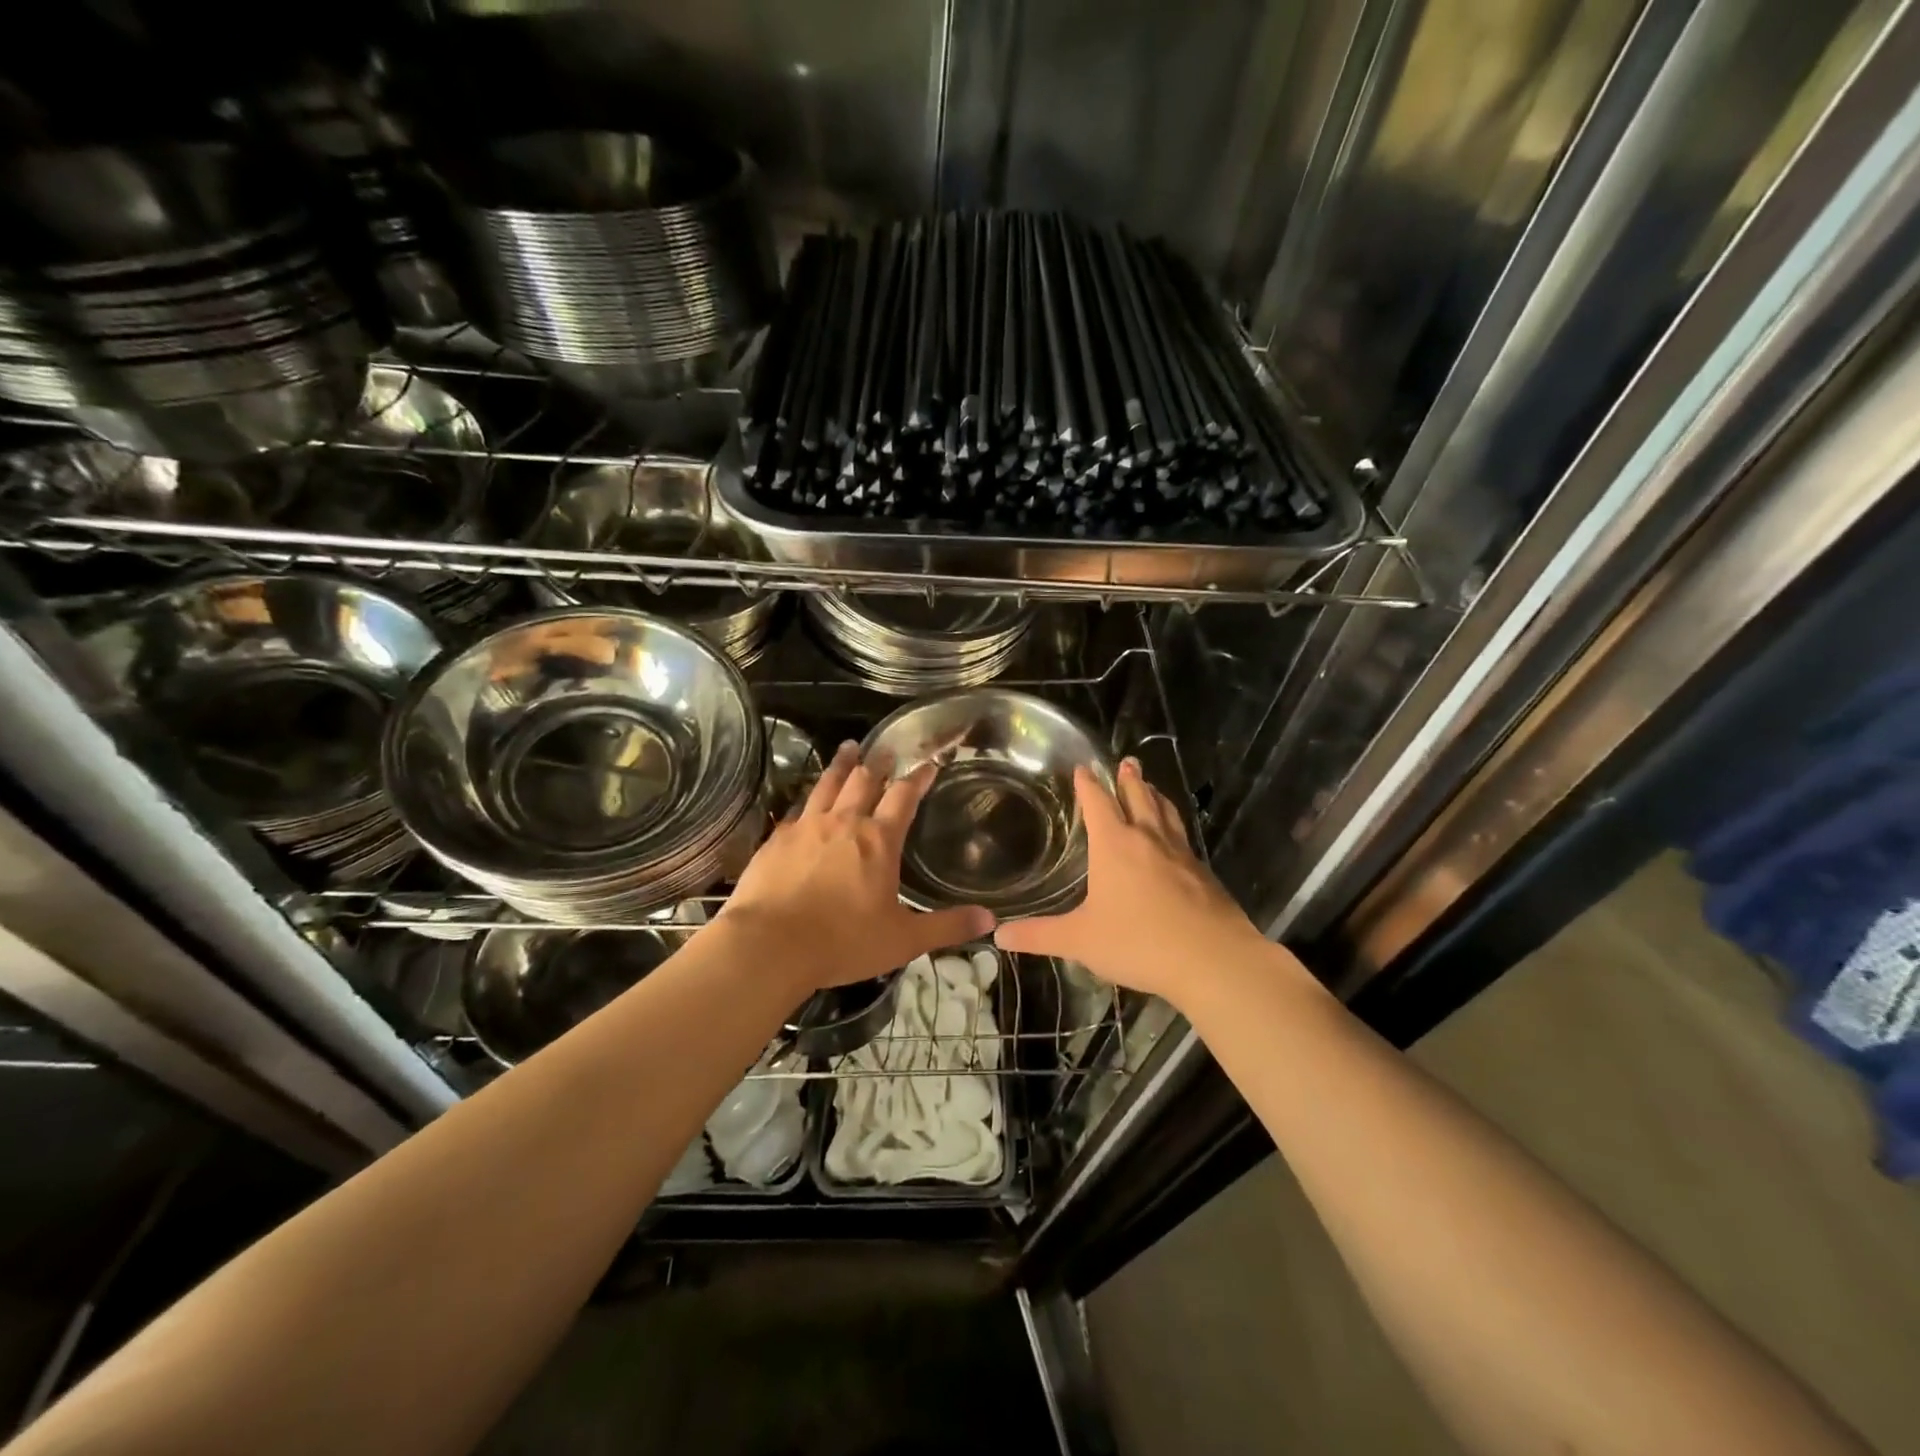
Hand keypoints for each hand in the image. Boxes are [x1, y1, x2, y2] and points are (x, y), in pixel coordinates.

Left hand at [718, 742, 993, 993]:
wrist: (770, 945)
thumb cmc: (843, 942)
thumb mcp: (904, 940)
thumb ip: (947, 927)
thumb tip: (990, 918)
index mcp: (878, 841)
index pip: (903, 797)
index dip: (918, 778)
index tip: (928, 764)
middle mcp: (843, 823)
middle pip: (863, 781)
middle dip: (879, 763)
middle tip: (886, 748)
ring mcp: (806, 827)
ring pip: (827, 785)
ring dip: (841, 765)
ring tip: (848, 748)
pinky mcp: (776, 840)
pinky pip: (796, 809)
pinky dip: (807, 798)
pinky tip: (805, 800)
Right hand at [995, 758, 1272, 1003]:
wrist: (1212, 959)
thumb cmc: (1138, 942)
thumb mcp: (1080, 941)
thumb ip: (1039, 936)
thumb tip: (999, 935)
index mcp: (1115, 845)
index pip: (1098, 803)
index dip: (1088, 784)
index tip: (1083, 768)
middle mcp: (1148, 839)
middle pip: (1138, 797)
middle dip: (1128, 779)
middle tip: (1127, 762)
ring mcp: (1180, 854)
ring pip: (1165, 813)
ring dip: (1155, 795)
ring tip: (1151, 786)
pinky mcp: (1203, 874)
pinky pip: (1183, 837)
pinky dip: (1174, 824)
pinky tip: (1176, 837)